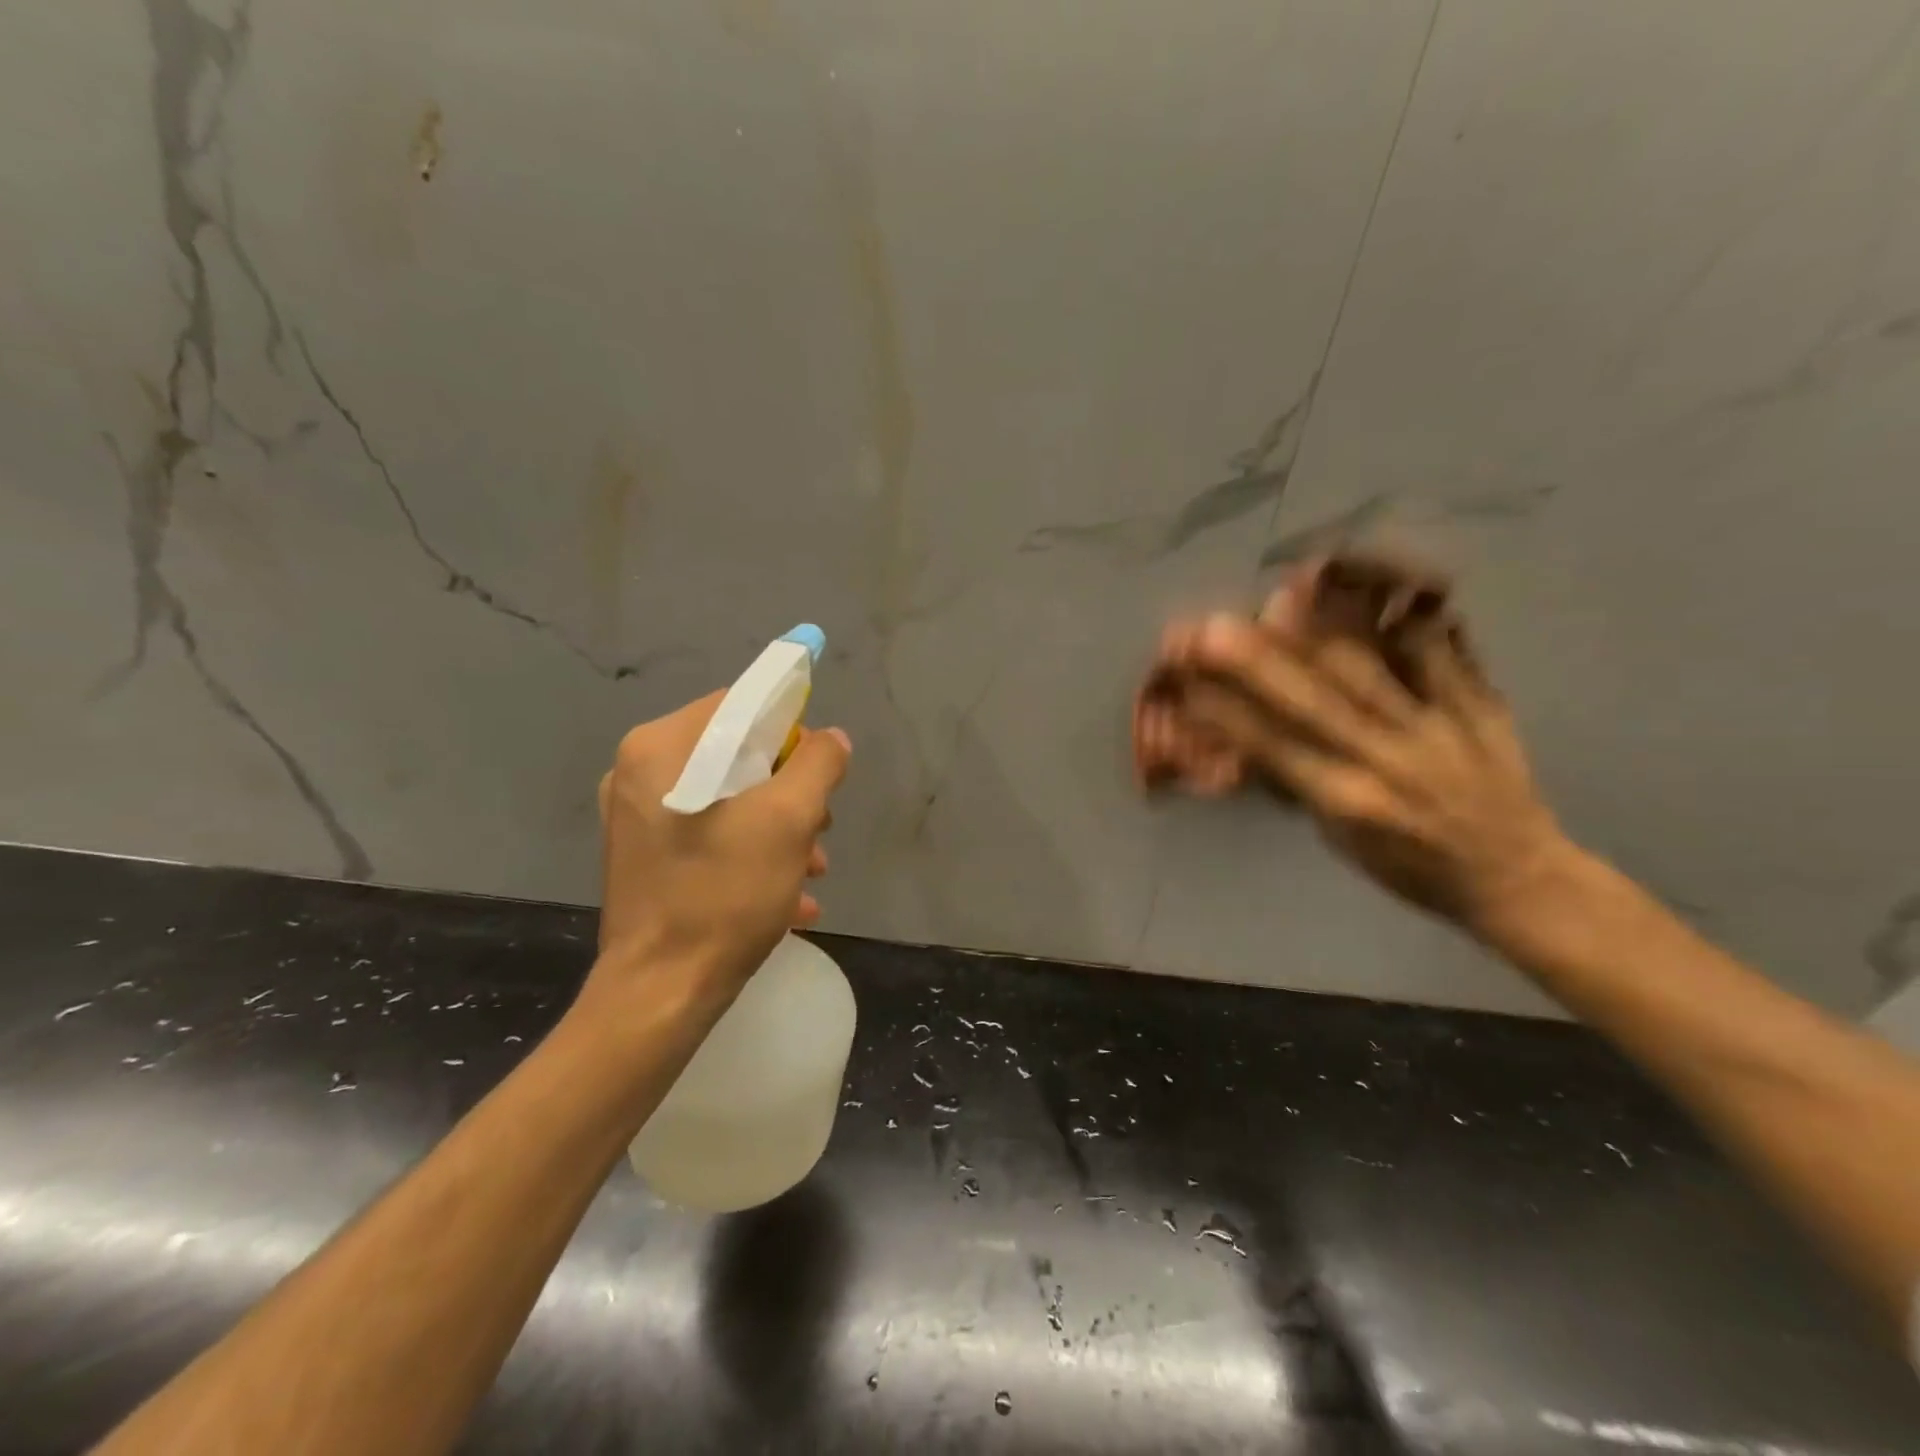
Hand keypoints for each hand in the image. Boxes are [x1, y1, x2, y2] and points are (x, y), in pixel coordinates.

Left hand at [588, 692, 850, 1006]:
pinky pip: (710, 833)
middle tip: (819, 833)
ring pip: (729, 799)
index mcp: (661, 747)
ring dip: (779, 829)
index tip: (819, 774)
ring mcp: (637, 817)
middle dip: (790, 792)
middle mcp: (639, 772)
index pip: (742, 706)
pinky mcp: (645, 856)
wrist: (661, 994)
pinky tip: (787, 897)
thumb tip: (832, 739)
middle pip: (738, 756)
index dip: (792, 731)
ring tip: (811, 872)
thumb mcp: (789, 819)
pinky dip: (750, 853)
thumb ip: (818, 763)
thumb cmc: (724, 894)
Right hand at [1162, 565, 1572, 938]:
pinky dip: (1407, 616)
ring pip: (1373, 668)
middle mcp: (1390, 760)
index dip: (1224, 712)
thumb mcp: (1340, 840)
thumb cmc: (1411, 868)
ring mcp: (1440, 727)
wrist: (1517, 876)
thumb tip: (1246, 740)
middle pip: (1315, 701)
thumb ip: (1299, 782)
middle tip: (1213, 627)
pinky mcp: (1481, 706)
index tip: (1184, 681)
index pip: (1273, 748)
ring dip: (1323, 626)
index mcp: (1350, 801)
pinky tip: (1377, 583)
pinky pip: (1444, 652)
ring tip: (1286, 588)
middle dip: (1258, 662)